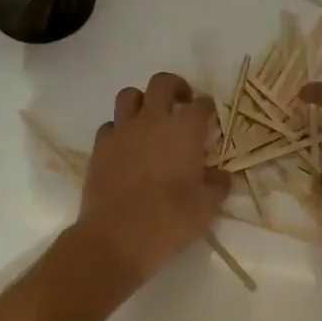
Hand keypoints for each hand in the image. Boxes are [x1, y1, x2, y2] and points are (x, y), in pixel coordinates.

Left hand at [73, 73, 230, 284]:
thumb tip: (222, 176)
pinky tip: (126, 145)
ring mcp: (122, 131)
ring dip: (142, 100)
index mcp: (183, 130)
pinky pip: (110, 125)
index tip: (209, 114)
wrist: (116, 237)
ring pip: (129, 95)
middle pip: (162, 83)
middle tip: (182, 101)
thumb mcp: (206, 207)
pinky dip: (119, 128)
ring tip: (150, 118)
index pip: (200, 104)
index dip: (206, 106)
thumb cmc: (169, 220)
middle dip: (175, 86)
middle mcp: (152, 120)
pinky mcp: (99, 147)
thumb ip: (217, 185)